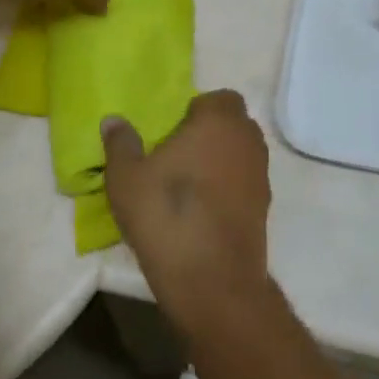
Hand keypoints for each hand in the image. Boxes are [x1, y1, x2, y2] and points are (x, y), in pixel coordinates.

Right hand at [102, 91, 272, 333]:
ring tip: (187, 183)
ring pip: (242, 153)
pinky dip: (229, 187)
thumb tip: (114, 121)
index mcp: (219, 122)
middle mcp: (248, 141)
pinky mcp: (265, 207)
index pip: (219, 98)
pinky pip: (245, 182)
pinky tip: (202, 210)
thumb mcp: (126, 178)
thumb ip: (121, 144)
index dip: (197, 110)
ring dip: (221, 160)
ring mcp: (261, 175)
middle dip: (211, 133)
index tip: (172, 131)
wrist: (212, 280)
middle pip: (234, 124)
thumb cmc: (166, 215)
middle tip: (177, 154)